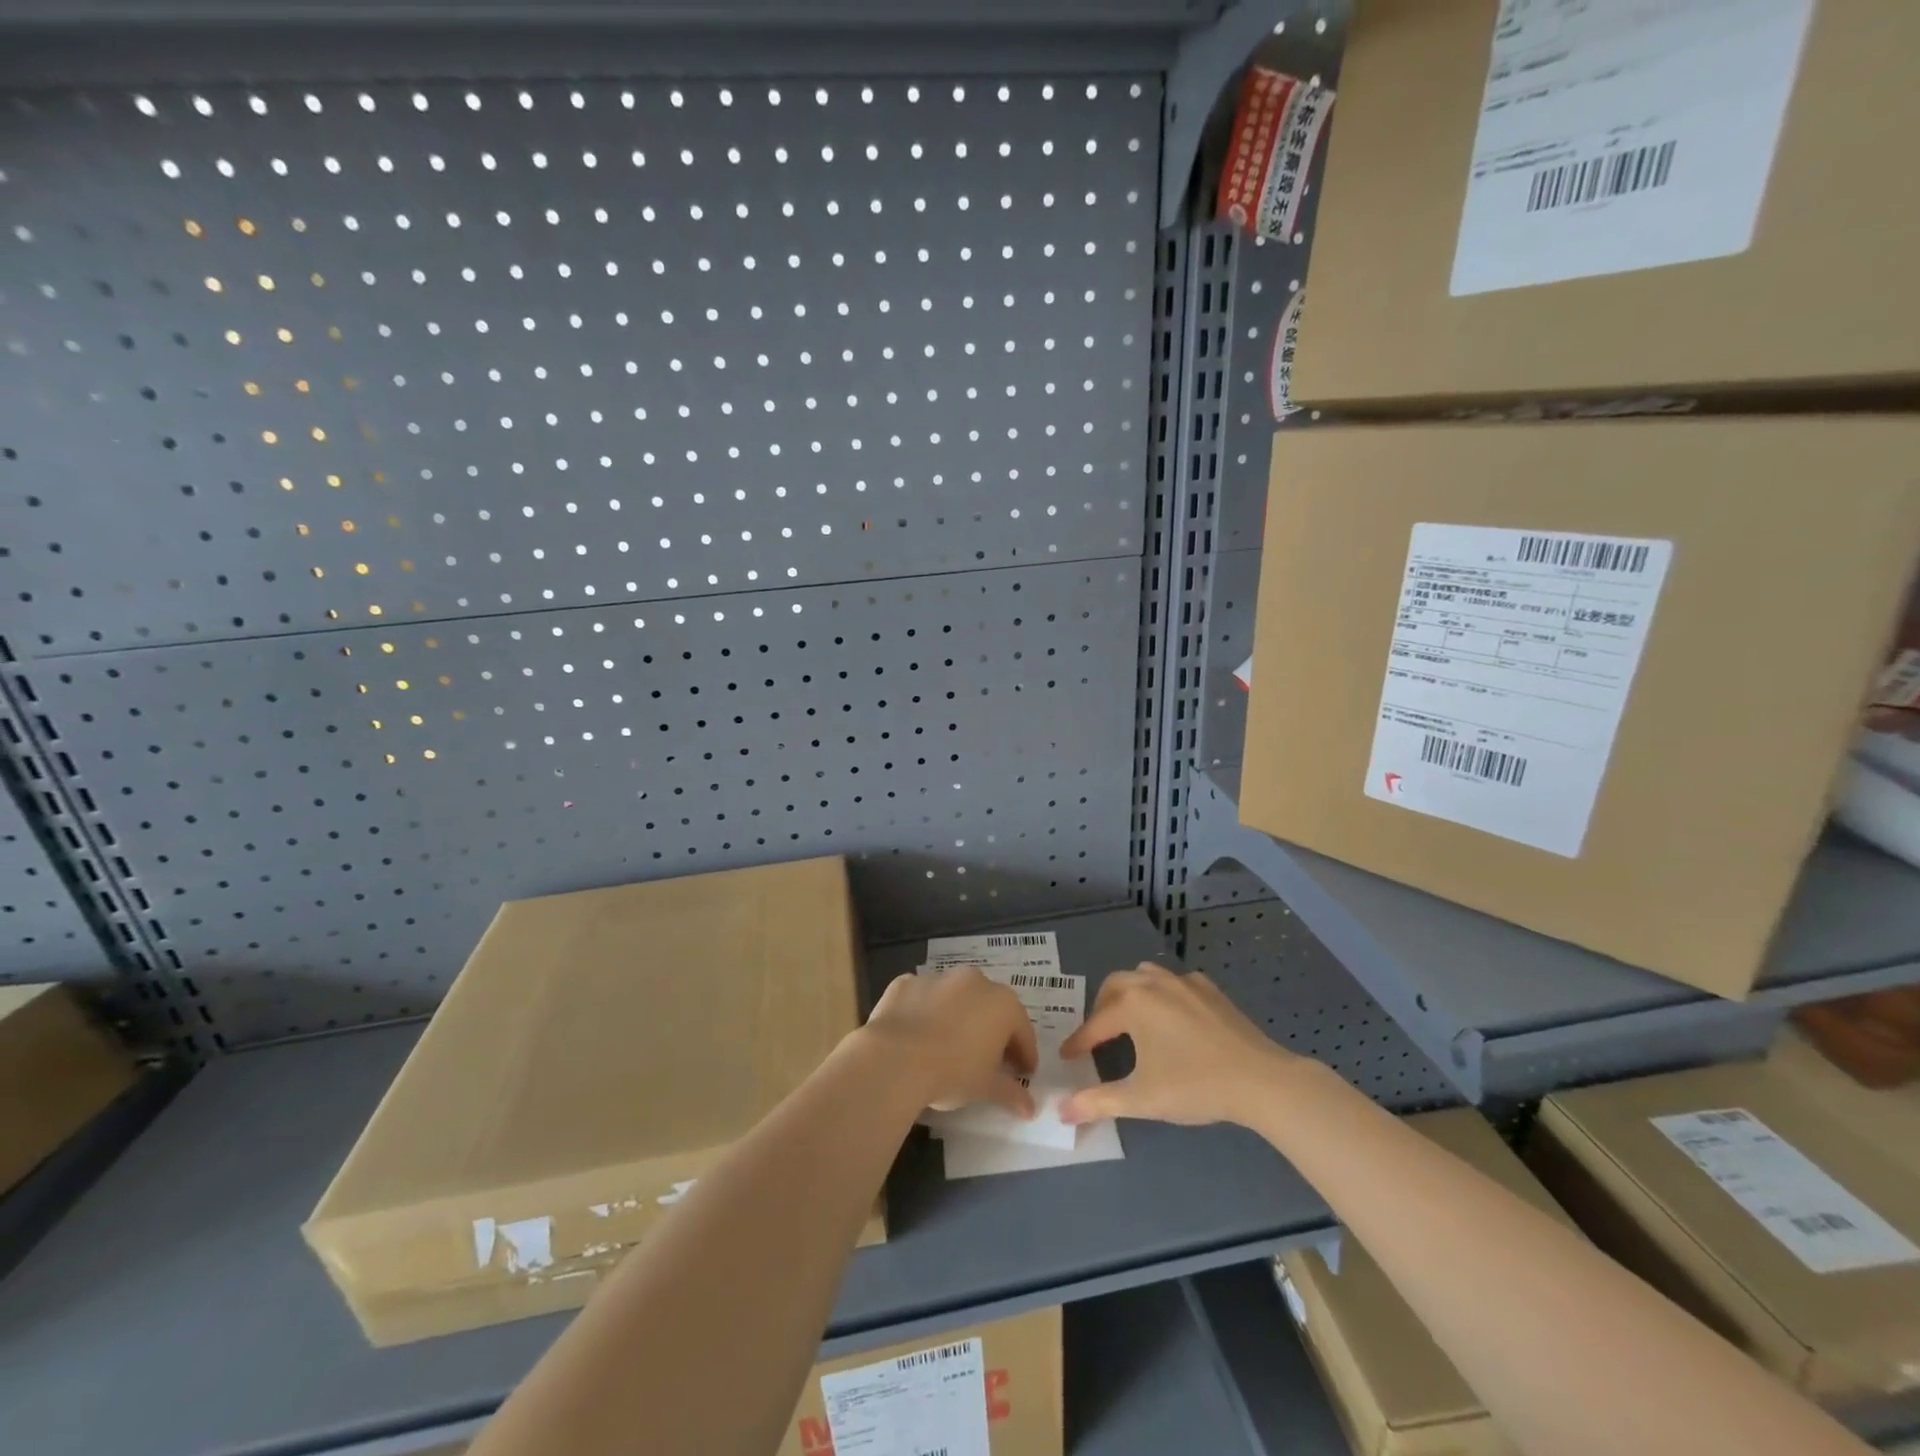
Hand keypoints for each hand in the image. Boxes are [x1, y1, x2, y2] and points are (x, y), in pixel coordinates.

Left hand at [862, 966, 1038, 1118]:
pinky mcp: (906, 982)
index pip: (1022, 1030)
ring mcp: (938, 977)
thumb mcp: (985, 1087)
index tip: (1024, 1073)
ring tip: (950, 1046)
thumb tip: (1030, 1108)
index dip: (1025, 1054)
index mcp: (1001, 1003)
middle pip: (990, 1008)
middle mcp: (973, 981)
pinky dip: (924, 1011)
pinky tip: (917, 1035)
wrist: (895, 1058)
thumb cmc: (952, 1072)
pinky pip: (923, 997)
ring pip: (955, 998)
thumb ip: (1010, 1093)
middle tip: (989, 1060)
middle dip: (993, 1032)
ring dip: (958, 1017)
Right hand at [1058, 962, 1300, 1126]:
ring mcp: (1184, 981)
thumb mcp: (1142, 1099)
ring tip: (1130, 1020)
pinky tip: (1171, 1016)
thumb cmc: (1195, 1086)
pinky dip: (1162, 993)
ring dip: (1130, 993)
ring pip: (1144, 975)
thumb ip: (1099, 1102)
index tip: (1067, 1057)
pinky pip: (1174, 981)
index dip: (1079, 1042)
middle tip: (1097, 1035)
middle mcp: (1153, 983)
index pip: (1095, 1024)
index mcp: (1133, 1004)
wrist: (1260, 1080)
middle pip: (1115, 985)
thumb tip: (1062, 1111)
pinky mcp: (1209, 989)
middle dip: (1101, 1008)